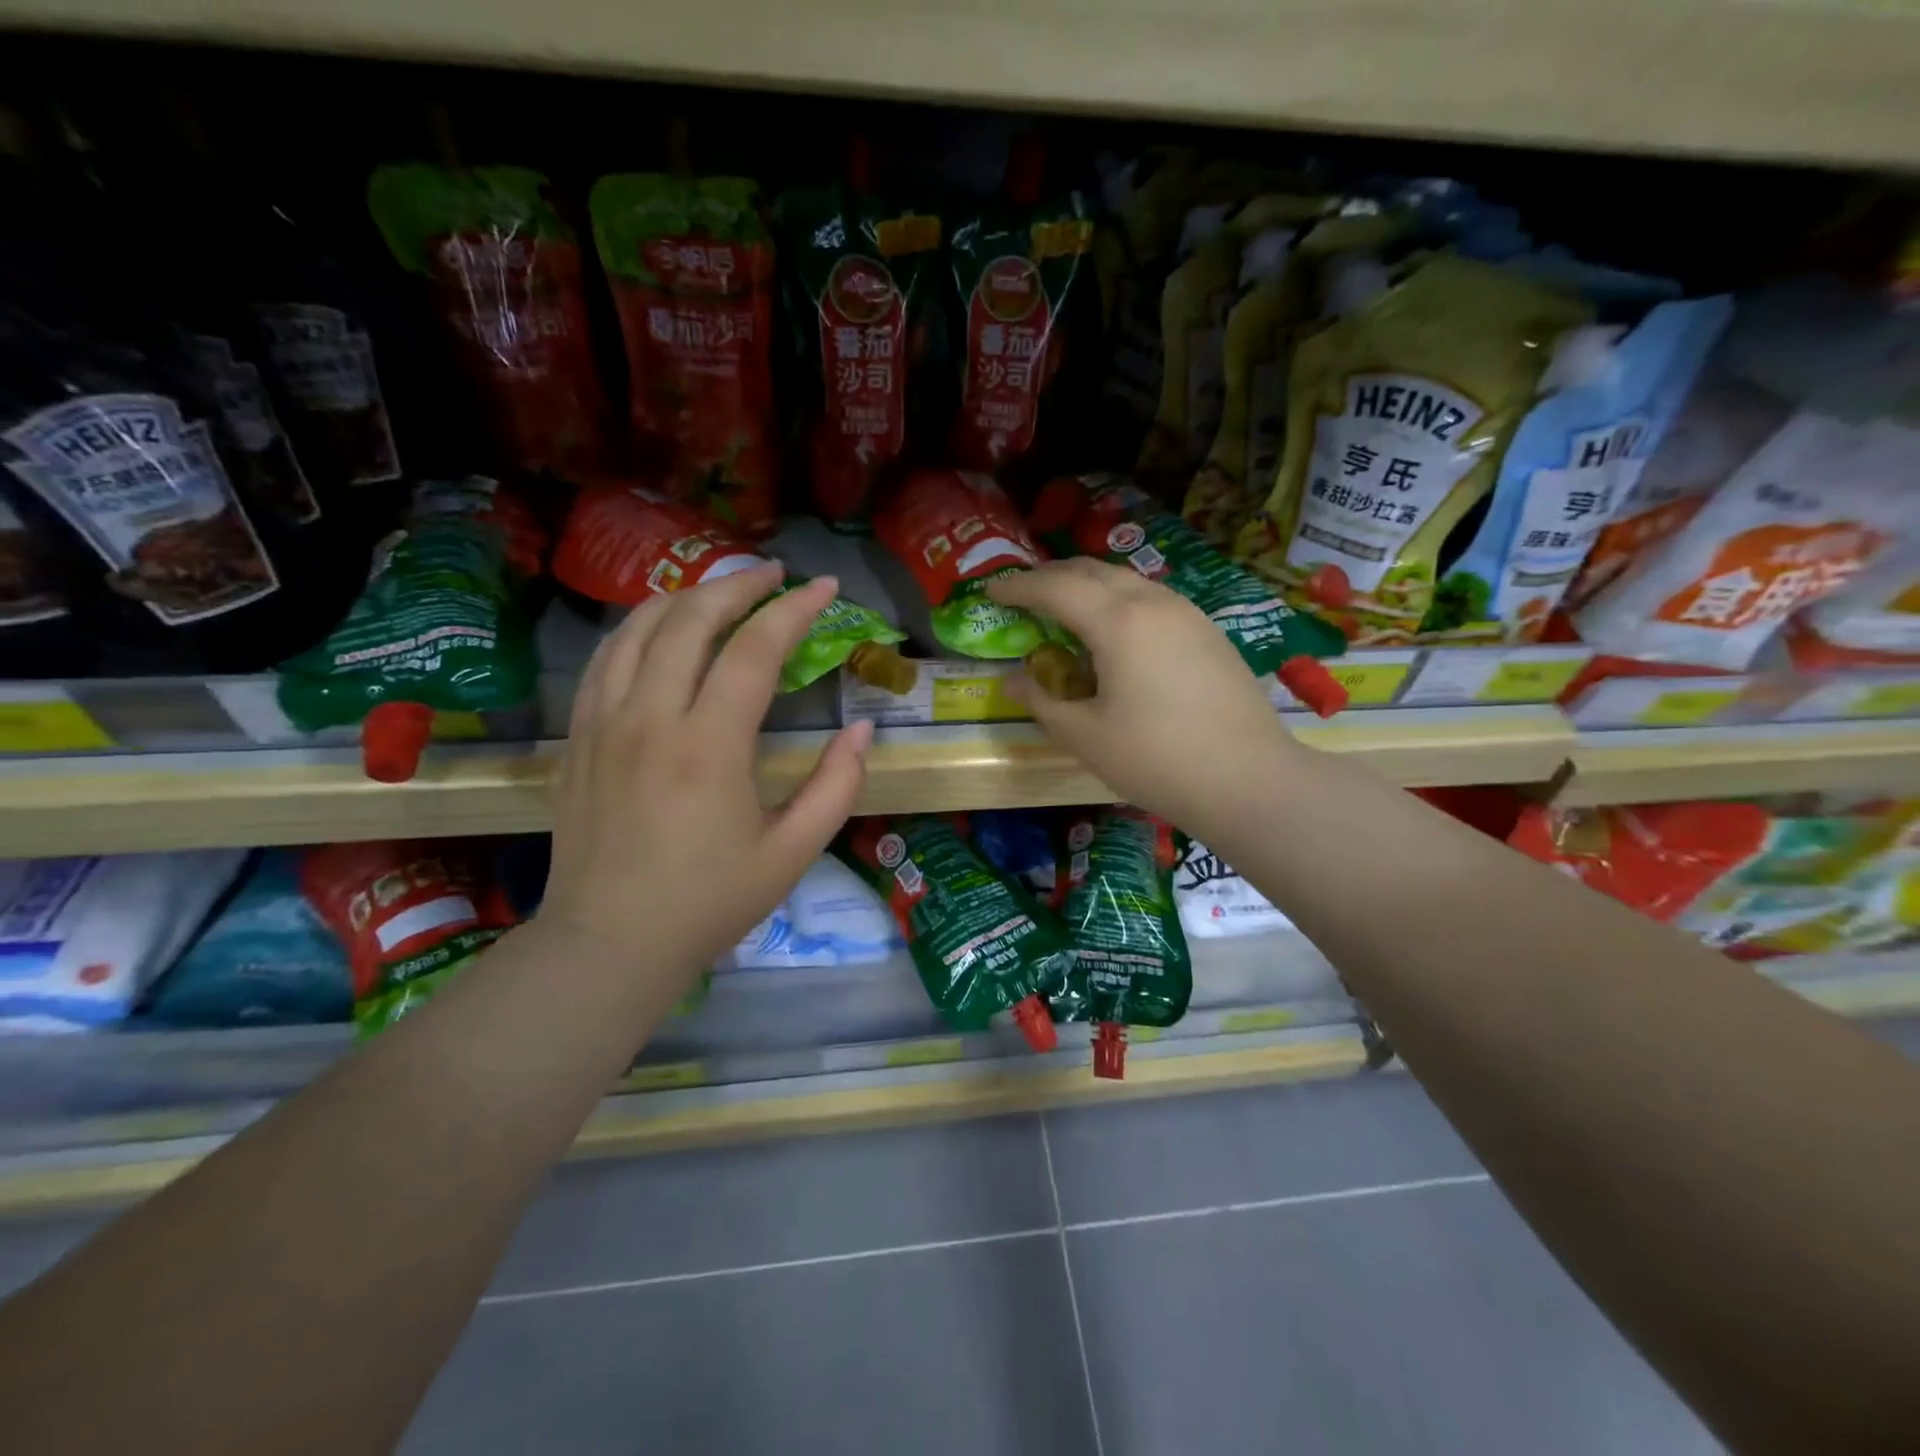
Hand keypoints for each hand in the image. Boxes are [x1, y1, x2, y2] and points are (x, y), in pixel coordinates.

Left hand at [542, 562, 872, 982]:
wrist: (609, 942)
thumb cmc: (709, 902)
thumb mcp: (793, 853)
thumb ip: (836, 786)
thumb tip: (860, 730)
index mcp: (709, 746)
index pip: (755, 649)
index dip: (794, 610)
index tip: (824, 587)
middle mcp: (651, 718)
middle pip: (691, 618)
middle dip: (739, 585)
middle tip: (776, 576)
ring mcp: (604, 722)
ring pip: (639, 627)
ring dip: (686, 596)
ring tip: (723, 592)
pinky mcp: (579, 736)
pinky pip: (606, 658)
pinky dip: (639, 627)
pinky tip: (661, 629)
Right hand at [987, 559, 1302, 836]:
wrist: (1249, 780)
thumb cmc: (1157, 759)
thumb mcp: (1085, 736)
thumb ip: (1043, 700)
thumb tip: (1013, 679)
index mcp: (1118, 622)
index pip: (1055, 588)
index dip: (1018, 587)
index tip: (991, 593)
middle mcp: (1154, 603)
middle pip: (1092, 571)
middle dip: (1052, 576)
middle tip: (1023, 595)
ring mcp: (1188, 613)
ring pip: (1127, 580)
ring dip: (1088, 585)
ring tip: (1066, 608)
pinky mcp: (1208, 632)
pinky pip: (1152, 599)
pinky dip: (1120, 601)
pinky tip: (1116, 631)